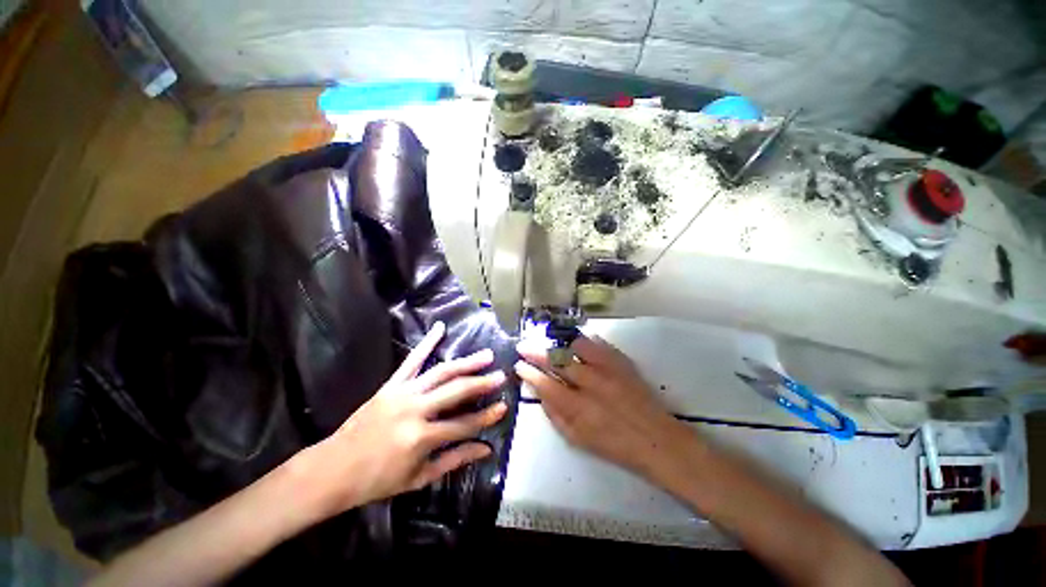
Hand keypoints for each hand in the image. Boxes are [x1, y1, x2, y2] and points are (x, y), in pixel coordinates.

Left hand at [304, 322, 506, 516]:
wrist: (333, 470)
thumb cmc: (378, 480)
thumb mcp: (419, 478)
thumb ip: (455, 460)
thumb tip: (485, 449)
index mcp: (422, 437)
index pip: (464, 424)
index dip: (487, 417)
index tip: (504, 406)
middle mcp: (415, 410)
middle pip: (456, 391)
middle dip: (482, 383)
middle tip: (501, 376)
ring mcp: (403, 393)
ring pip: (441, 372)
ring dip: (466, 362)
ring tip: (486, 355)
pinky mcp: (391, 385)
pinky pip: (412, 360)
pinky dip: (427, 342)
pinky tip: (440, 328)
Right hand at [515, 335, 682, 475]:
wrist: (656, 438)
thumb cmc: (614, 444)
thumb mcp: (577, 439)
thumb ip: (554, 415)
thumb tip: (539, 392)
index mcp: (577, 407)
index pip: (544, 383)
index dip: (528, 372)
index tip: (518, 365)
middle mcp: (590, 383)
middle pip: (556, 359)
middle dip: (535, 351)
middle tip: (524, 346)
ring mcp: (607, 368)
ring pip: (575, 345)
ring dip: (558, 342)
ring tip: (549, 341)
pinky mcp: (621, 361)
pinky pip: (598, 343)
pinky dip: (582, 340)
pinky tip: (574, 341)